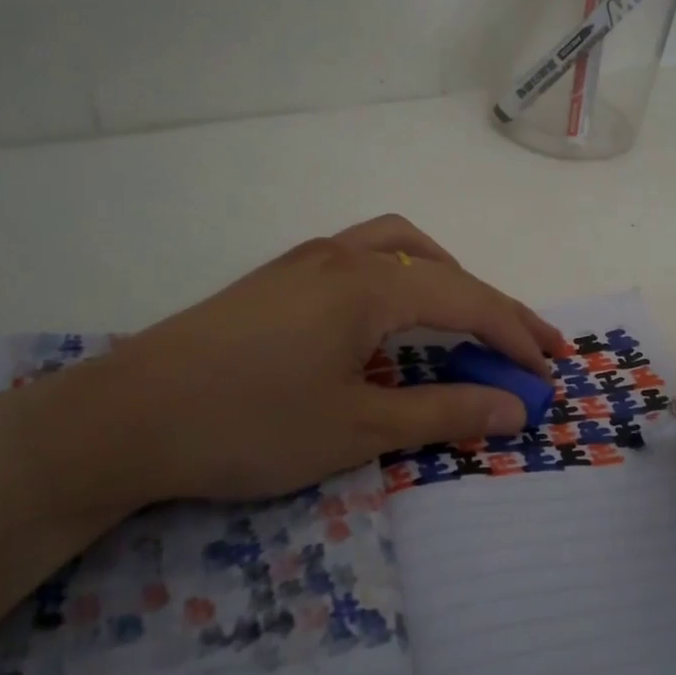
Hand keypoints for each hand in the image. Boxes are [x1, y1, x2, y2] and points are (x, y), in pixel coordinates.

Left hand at [17, 215, 565, 516]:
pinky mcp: (279, 277)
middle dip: (493, 306)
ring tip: (466, 317)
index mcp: (370, 285)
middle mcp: (344, 256)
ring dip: (445, 277)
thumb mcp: (357, 428)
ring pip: (400, 246)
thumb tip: (515, 408)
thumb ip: (443, 412)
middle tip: (528, 346)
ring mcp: (307, 260)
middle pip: (442, 268)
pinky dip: (402, 277)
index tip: (550, 371)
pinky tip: (391, 316)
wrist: (124, 418)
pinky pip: (363, 258)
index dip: (517, 335)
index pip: (468, 300)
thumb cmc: (248, 425)